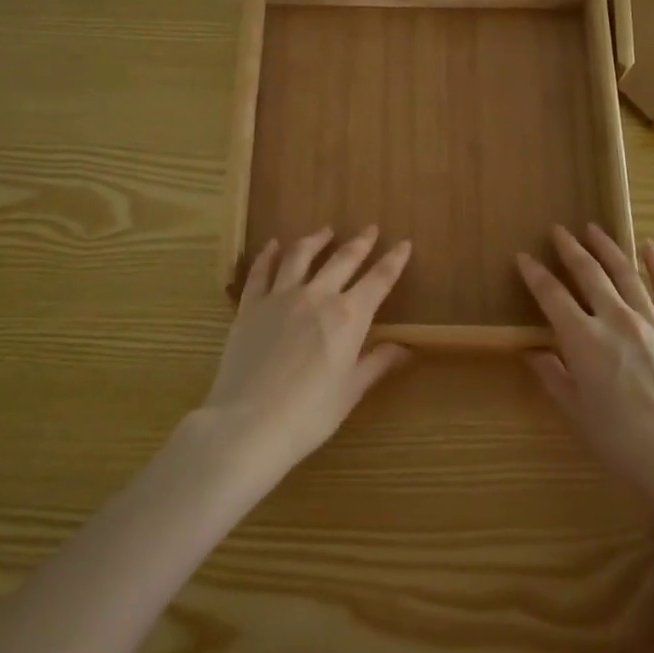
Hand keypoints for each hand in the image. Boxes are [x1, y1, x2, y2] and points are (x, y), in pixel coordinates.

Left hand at [201, 226, 412, 476]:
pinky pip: (261, 271)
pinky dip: (269, 254)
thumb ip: (376, 363)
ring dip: (316, 239)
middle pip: (343, 259)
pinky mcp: (250, 306)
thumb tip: (405, 348)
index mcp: (348, 317)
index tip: (403, 244)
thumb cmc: (308, 415)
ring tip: (326, 230)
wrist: (248, 424)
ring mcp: (280, 297)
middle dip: (360, 242)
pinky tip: (274, 245)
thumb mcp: (350, 392)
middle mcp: (317, 296)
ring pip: (301, 256)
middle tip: (370, 228)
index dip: (394, 260)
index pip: (379, 280)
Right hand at [516, 225, 653, 501]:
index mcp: (583, 339)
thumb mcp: (576, 412)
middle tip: (559, 230)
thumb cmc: (621, 442)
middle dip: (570, 249)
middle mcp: (615, 320)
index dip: (535, 274)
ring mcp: (653, 322)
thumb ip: (552, 375)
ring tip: (593, 229)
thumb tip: (531, 351)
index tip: (524, 257)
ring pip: (625, 273)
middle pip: (589, 273)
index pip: (552, 295)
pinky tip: (649, 248)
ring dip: (607, 248)